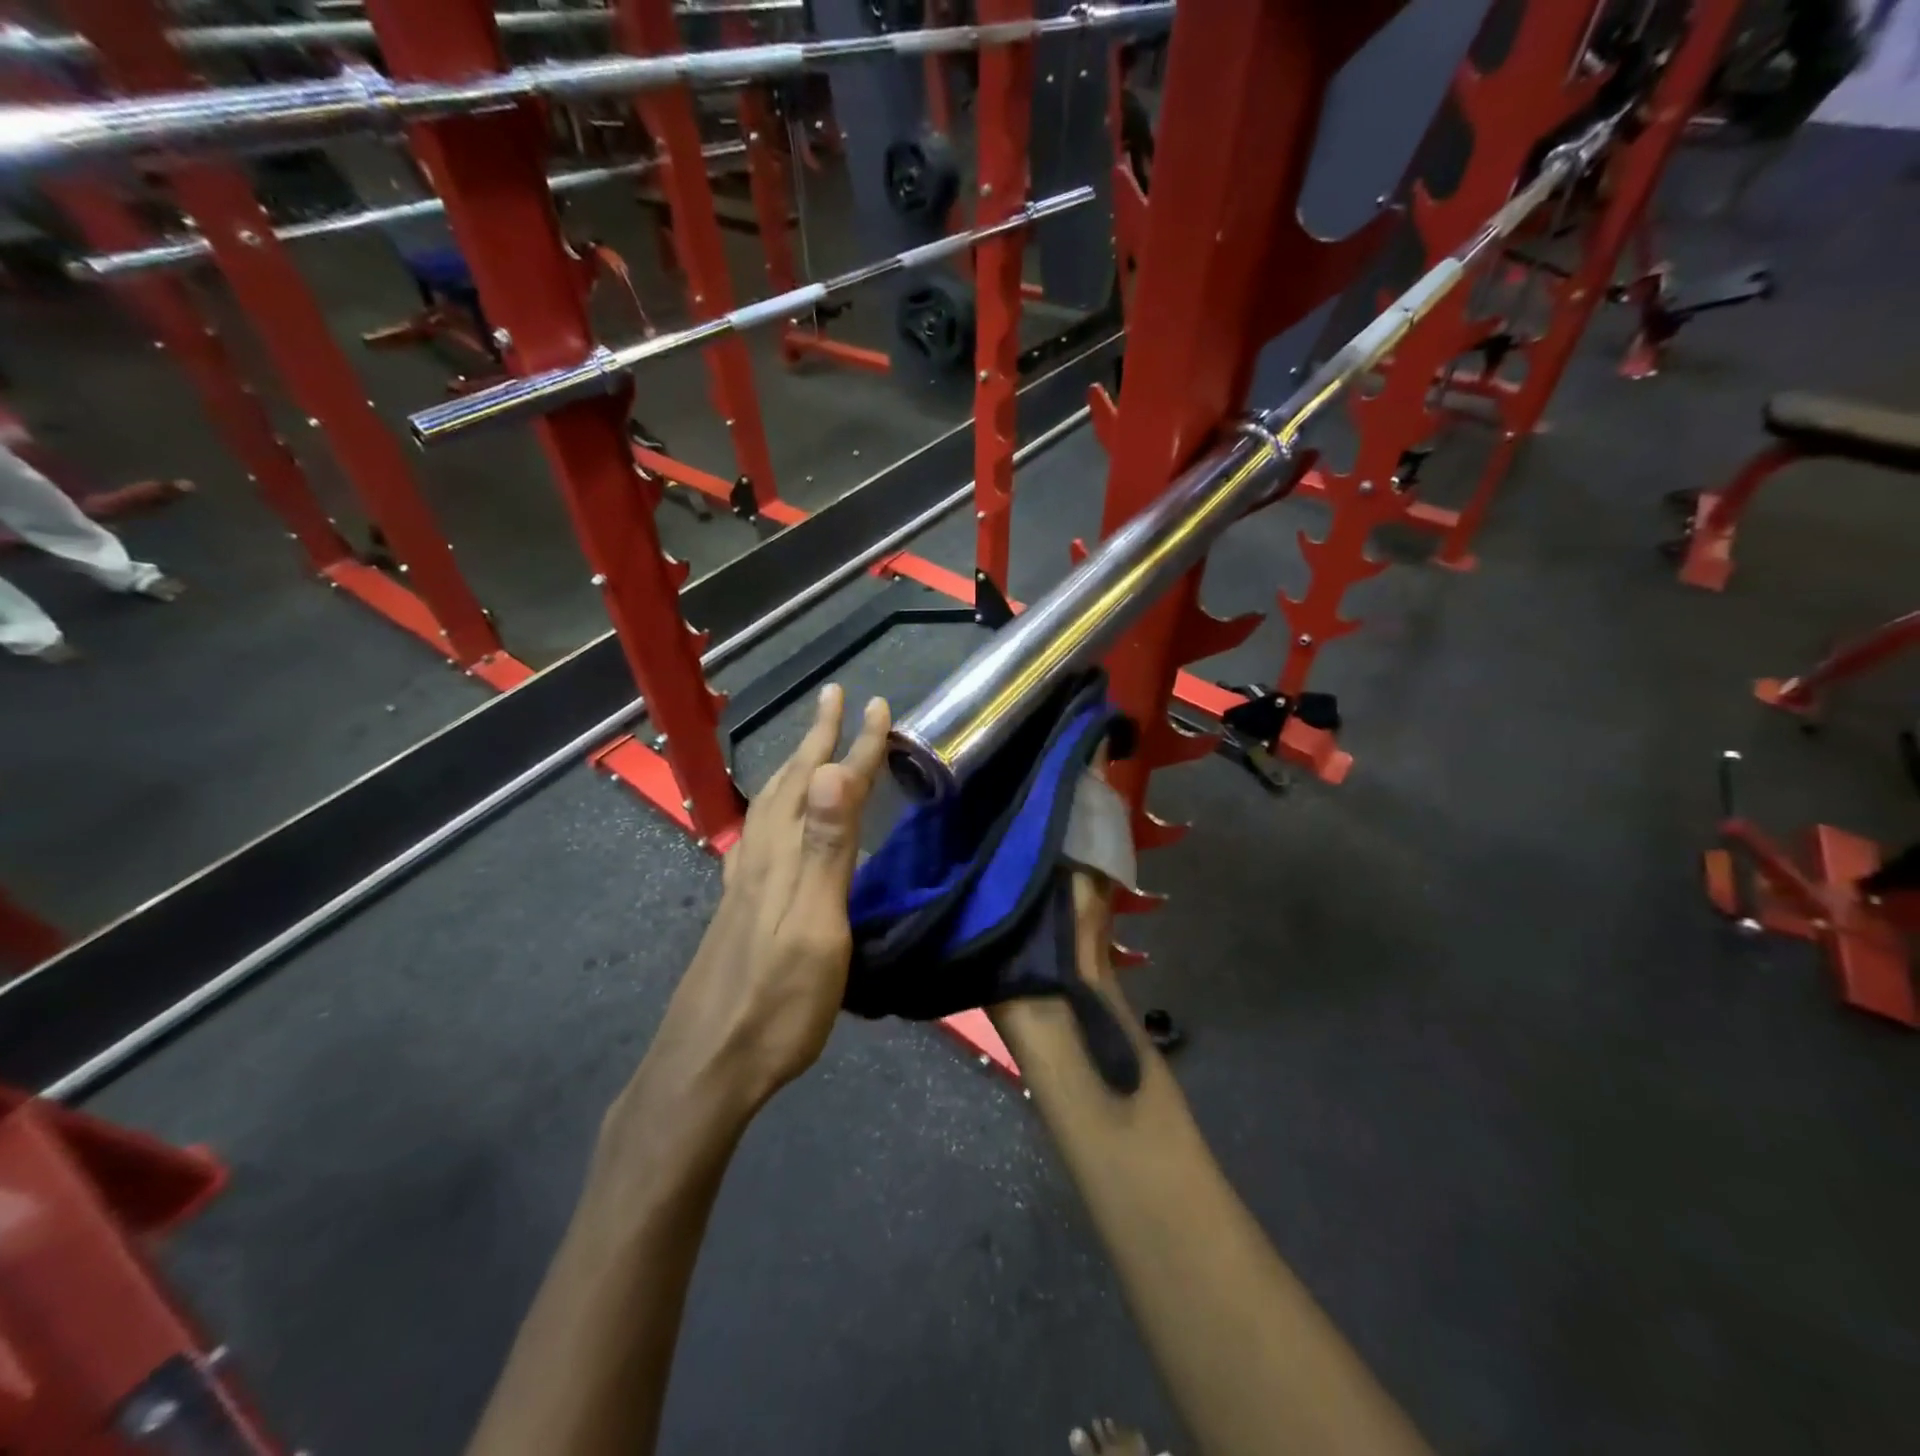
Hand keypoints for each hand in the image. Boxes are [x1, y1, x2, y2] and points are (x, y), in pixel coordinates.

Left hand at [644, 683, 891, 1111]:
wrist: (705, 1069)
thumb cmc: (775, 1005)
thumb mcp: (813, 928)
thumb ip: (824, 850)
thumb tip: (831, 771)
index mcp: (784, 857)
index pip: (827, 786)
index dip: (854, 744)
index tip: (876, 703)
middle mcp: (759, 858)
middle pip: (791, 784)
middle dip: (817, 737)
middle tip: (835, 699)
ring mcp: (743, 885)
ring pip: (769, 807)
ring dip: (794, 768)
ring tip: (810, 748)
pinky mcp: (738, 909)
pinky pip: (756, 837)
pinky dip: (771, 810)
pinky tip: (766, 824)